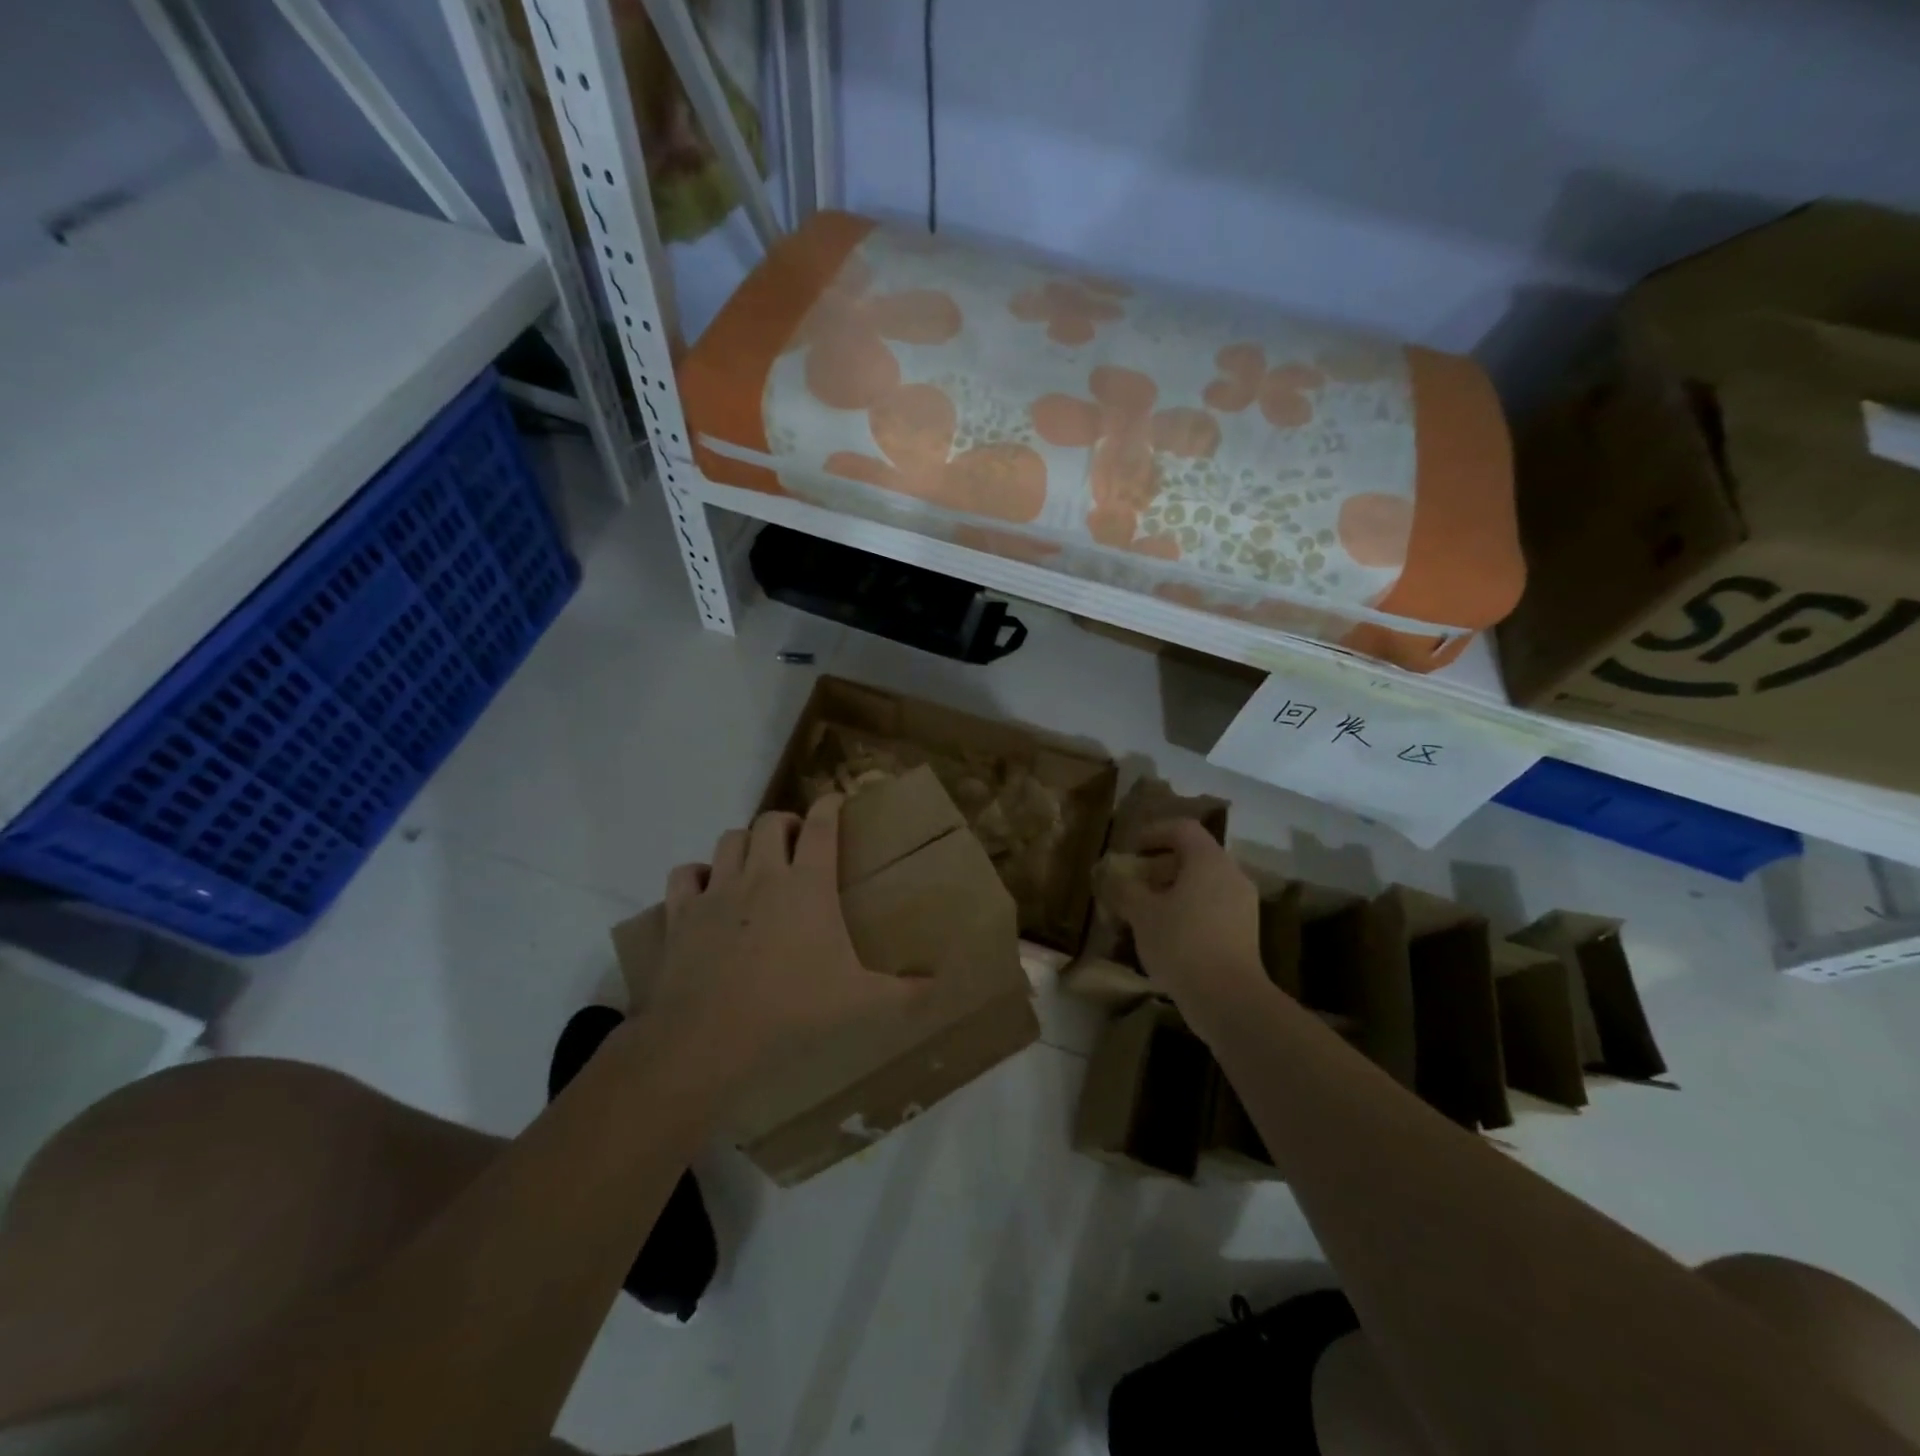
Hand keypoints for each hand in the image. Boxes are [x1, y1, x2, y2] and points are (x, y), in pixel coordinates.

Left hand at [651, 796, 920, 1075]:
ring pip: (730, 839)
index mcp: (807, 886)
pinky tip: (707, 888)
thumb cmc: (791, 1010)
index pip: (821, 826)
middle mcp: (762, 876)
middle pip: (771, 822)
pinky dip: (697, 874)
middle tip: (798, 843)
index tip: (836, 799)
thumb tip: (939, 986)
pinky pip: (685, 874)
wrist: (709, 1038)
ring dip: (746, 842)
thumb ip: (903, 992)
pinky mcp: (682, 913)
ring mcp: (718, 891)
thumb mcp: (858, 1002)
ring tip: (757, 861)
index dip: (830, 805)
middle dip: (787, 822)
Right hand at [1100, 818, 1267, 1038]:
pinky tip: (1167, 933)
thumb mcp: (1142, 913)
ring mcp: (1243, 904)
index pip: (1182, 829)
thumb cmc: (1181, 943)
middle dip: (1161, 865)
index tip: (1130, 848)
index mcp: (1208, 861)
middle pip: (1194, 856)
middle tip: (1134, 880)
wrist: (1228, 999)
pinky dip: (1189, 909)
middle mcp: (1231, 874)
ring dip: (1174, 889)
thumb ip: (1125, 888)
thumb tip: (1111, 875)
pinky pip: (1213, 906)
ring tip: (1146, 910)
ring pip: (1204, 883)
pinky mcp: (1245, 932)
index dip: (1154, 833)